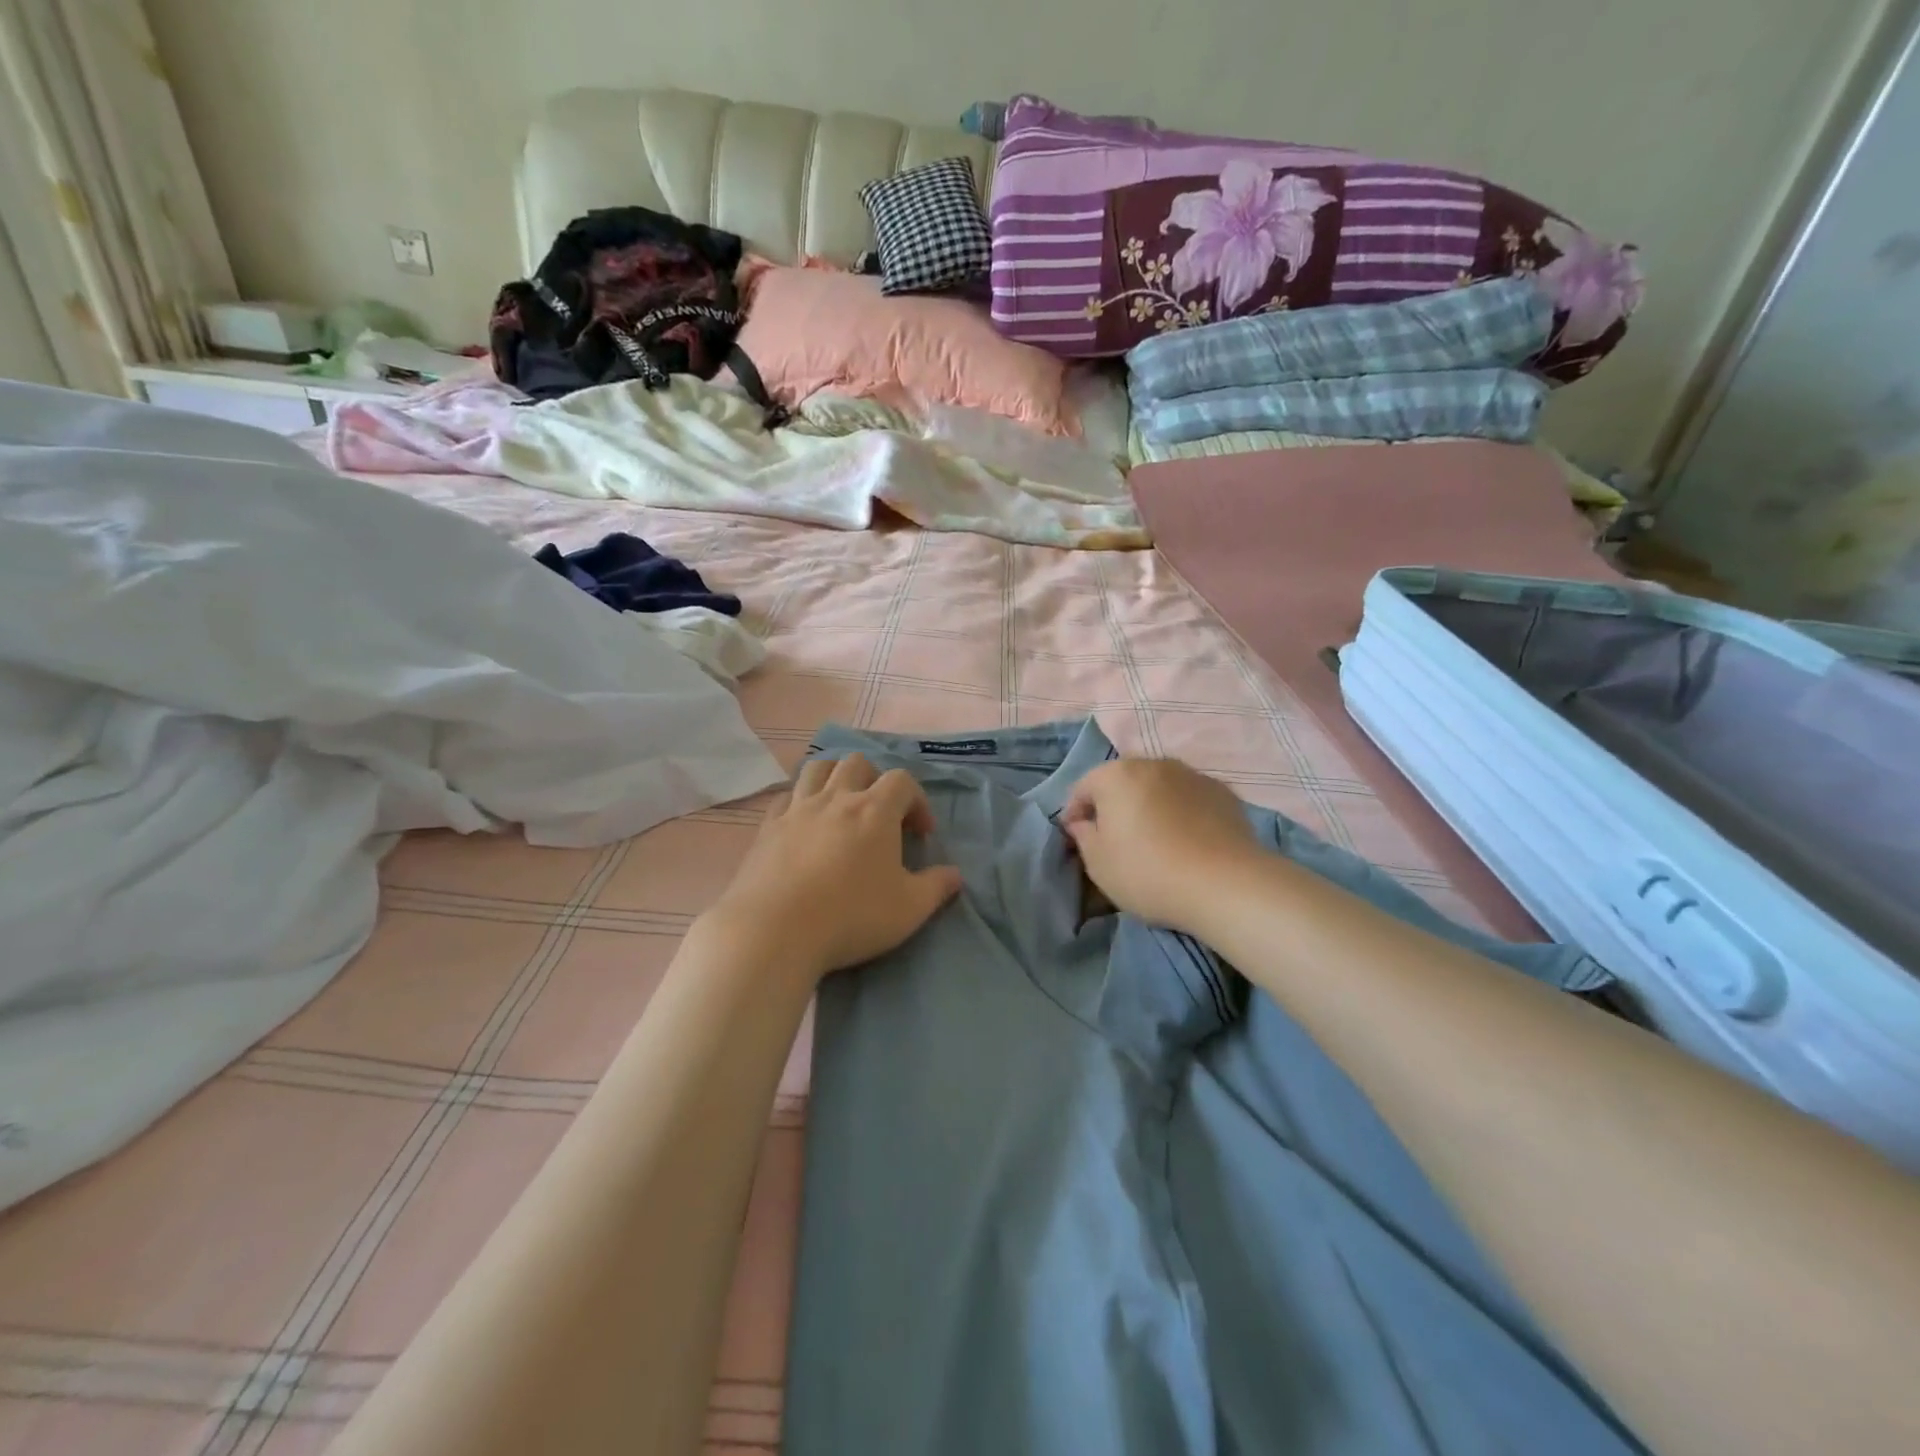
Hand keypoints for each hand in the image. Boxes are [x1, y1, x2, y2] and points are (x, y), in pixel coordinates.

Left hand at [702, 754, 962, 982]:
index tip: (920, 833)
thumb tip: (955, 875)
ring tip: (841, 806)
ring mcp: (797, 809)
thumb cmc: (851, 916)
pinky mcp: (767, 827)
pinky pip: (785, 797)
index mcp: (875, 810)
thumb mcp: (909, 909)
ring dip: (835, 778)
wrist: (774, 931)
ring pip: (817, 769)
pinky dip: (800, 801)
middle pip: (857, 762)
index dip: (917, 800)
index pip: (902, 781)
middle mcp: (836, 799)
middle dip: (875, 779)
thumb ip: (937, 888)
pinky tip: (803, 824)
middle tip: (880, 813)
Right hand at [1061, 758, 1261, 933]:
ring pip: (1158, 787)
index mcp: (1115, 775)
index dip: (1075, 814)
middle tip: (1115, 840)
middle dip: (1114, 805)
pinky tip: (1187, 842)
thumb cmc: (1148, 872)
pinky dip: (1181, 813)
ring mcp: (1192, 774)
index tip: (1077, 840)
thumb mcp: (1098, 864)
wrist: (1225, 884)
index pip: (1083, 788)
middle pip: (1122, 781)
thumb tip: (1083, 823)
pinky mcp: (1223, 792)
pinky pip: (1189, 799)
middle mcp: (1153, 763)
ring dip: (1149, 806)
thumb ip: (1083, 836)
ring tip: (1154, 840)